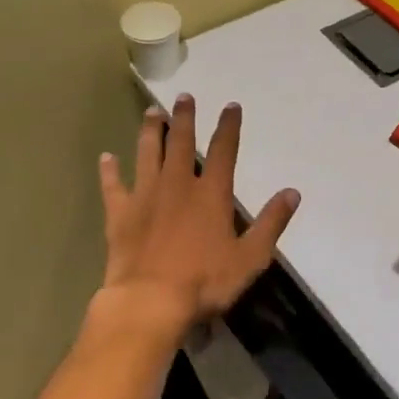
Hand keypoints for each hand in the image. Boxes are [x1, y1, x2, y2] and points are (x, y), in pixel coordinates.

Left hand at [95, 95, 299, 336]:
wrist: (150, 301)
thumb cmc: (205, 281)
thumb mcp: (251, 257)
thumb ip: (271, 223)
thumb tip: (292, 192)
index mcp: (211, 194)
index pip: (224, 151)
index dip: (229, 126)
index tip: (231, 106)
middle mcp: (178, 185)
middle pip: (182, 143)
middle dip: (185, 118)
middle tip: (183, 97)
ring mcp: (145, 196)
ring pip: (148, 154)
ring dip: (151, 132)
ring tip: (152, 112)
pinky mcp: (120, 214)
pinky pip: (113, 186)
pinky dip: (109, 171)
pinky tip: (106, 157)